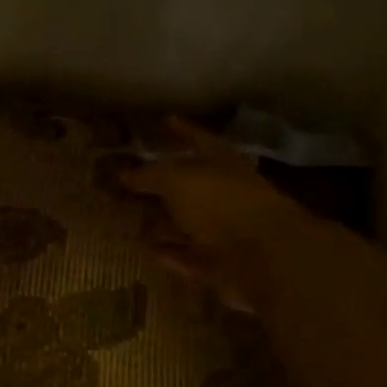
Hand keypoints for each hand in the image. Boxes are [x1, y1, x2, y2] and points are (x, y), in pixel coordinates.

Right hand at [121, 118, 303, 308]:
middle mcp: (224, 194)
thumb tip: (124, 174)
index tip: (165, 122)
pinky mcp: (218, 264)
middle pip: (189, 186)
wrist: (262, 256)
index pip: (198, 139)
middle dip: (161, 186)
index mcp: (221, 164)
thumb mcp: (176, 179)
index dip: (182, 130)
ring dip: (160, 224)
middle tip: (128, 183)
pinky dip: (168, 254)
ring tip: (126, 221)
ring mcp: (223, 231)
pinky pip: (187, 257)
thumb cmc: (220, 202)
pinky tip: (144, 251)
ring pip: (185, 224)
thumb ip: (149, 175)